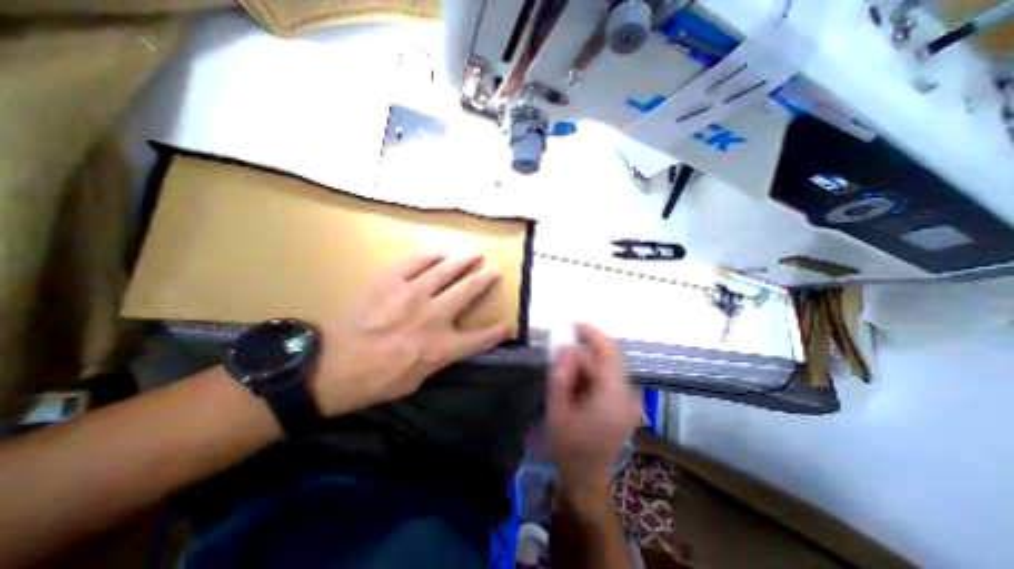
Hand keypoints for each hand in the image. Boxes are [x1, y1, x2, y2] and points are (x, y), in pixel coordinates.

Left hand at [307, 253, 516, 416]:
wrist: (333, 368)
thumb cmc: (378, 381)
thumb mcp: (418, 380)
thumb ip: (440, 358)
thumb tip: (452, 344)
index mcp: (441, 347)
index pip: (481, 337)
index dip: (498, 330)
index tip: (509, 324)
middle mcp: (433, 316)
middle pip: (468, 291)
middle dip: (486, 279)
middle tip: (494, 270)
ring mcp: (412, 295)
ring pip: (446, 270)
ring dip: (463, 261)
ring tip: (474, 254)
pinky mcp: (390, 282)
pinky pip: (415, 261)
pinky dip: (430, 256)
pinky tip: (439, 254)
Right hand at [552, 325, 634, 487]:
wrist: (588, 479)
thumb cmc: (570, 448)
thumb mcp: (557, 410)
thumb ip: (560, 376)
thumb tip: (563, 347)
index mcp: (613, 397)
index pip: (609, 353)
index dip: (592, 334)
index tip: (572, 326)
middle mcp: (628, 396)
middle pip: (607, 359)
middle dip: (582, 355)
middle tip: (558, 363)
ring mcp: (630, 401)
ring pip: (607, 368)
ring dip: (585, 366)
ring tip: (566, 383)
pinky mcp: (626, 405)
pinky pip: (608, 379)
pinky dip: (591, 376)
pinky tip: (577, 390)